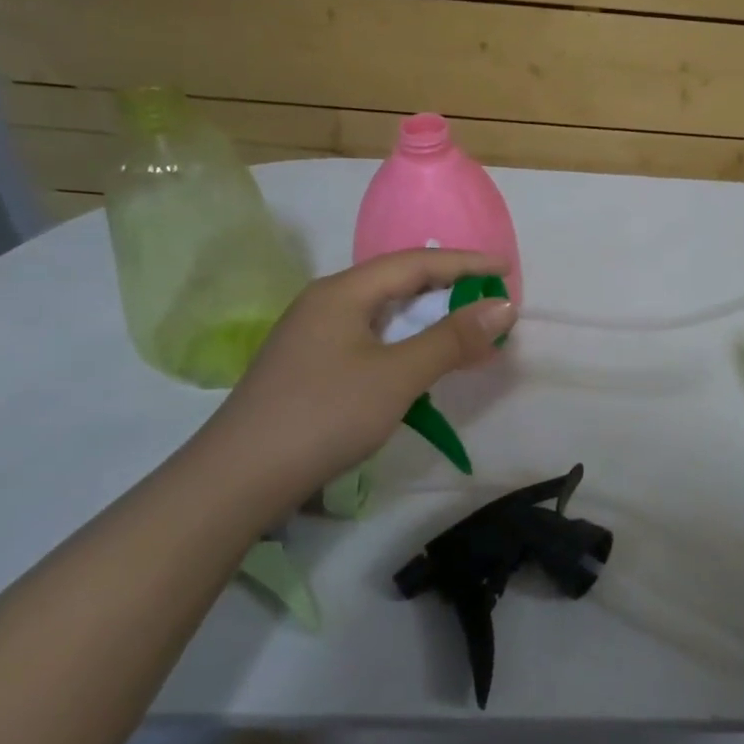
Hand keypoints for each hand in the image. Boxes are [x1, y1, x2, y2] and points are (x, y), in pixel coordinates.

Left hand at [187, 249, 515, 514]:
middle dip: (449, 289)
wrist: (237, 480)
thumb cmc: (324, 415)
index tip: (507, 268)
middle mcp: (326, 302)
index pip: (416, 262)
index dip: (465, 262)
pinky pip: (371, 338)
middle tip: (491, 301)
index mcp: (343, 291)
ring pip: (384, 313)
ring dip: (429, 319)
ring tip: (467, 331)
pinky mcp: (310, 365)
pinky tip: (421, 362)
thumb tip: (503, 305)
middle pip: (398, 282)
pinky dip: (407, 342)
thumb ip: (452, 338)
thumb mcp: (398, 375)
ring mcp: (313, 335)